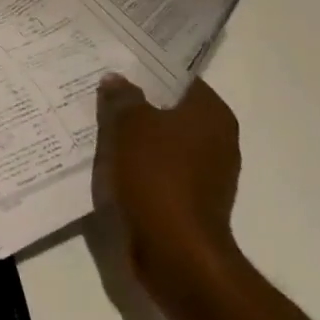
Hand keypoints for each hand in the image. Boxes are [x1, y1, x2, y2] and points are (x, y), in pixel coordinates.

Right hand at [94, 74, 242, 289]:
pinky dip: (141, 167)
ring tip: (101, 127)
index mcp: (212, 114)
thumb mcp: (130, 125)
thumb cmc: (157, 177)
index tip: (118, 67)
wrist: (176, 252)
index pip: (180, 79)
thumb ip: (123, 97)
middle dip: (139, 105)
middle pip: (172, 111)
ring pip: (164, 143)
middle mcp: (219, 140)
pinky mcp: (193, 202)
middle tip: (103, 94)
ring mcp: (209, 175)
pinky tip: (112, 163)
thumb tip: (117, 80)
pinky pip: (162, 172)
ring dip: (137, 138)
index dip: (149, 71)